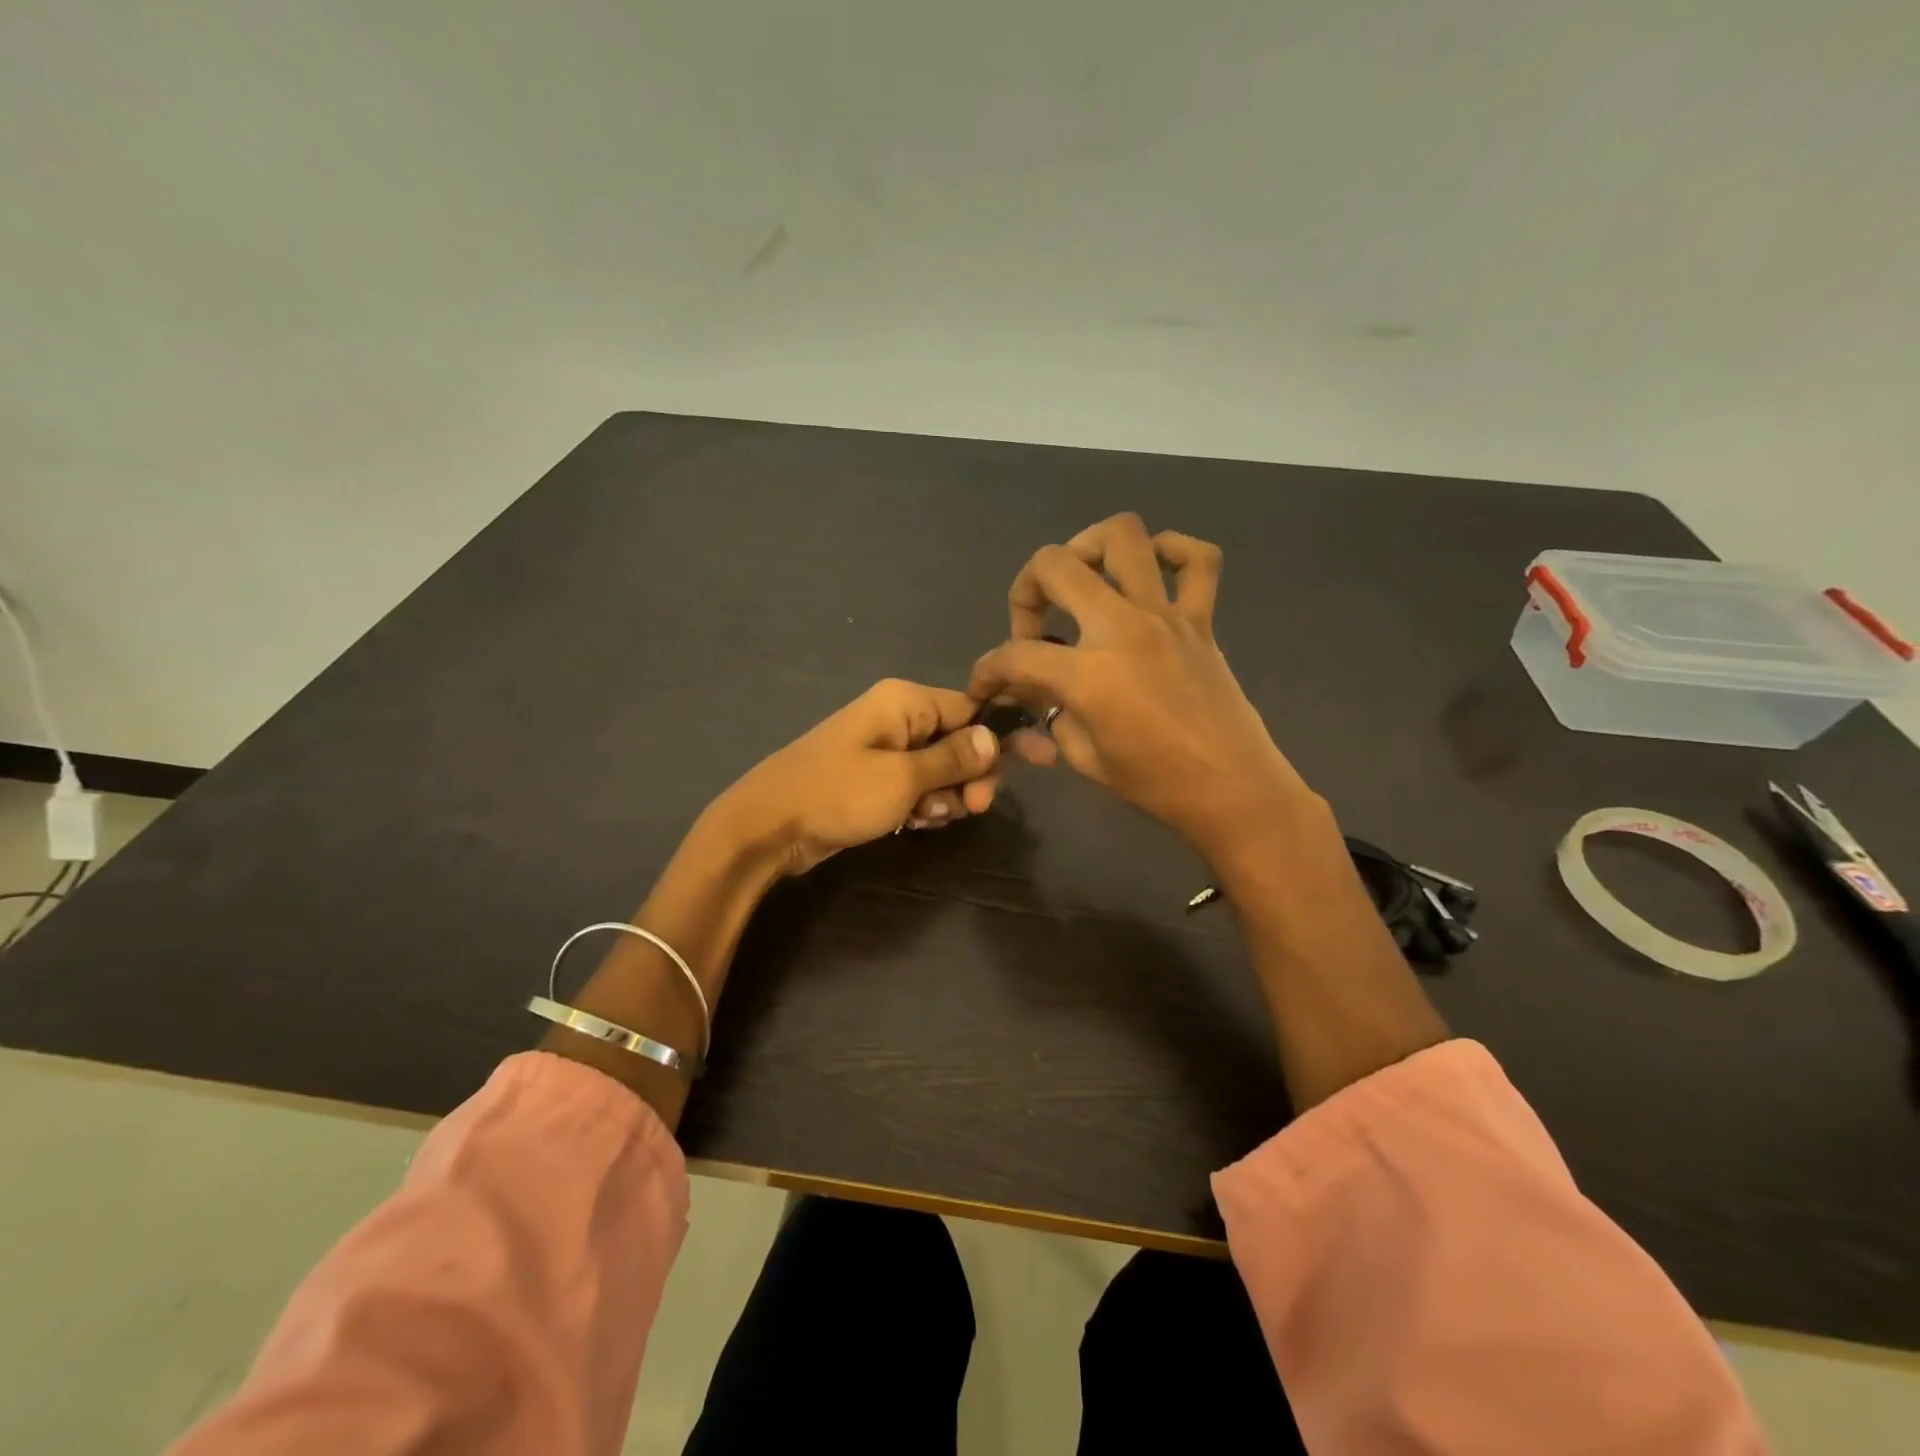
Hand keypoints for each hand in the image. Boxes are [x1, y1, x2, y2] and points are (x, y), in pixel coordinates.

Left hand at [710, 679, 1002, 875]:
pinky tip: (911, 824)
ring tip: (923, 817)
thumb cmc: (838, 793)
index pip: (972, 708)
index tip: (1039, 760)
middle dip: (970, 776)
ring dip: (945, 797)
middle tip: (970, 808)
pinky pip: (917, 787)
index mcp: (906, 702)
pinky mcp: (875, 780)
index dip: (1004, 736)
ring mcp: (885, 750)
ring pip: (941, 770)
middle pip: (960, 741)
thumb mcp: (903, 777)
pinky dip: (922, 806)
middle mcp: (899, 718)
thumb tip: (996, 737)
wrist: (768, 827)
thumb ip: (954, 758)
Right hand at [970, 513, 1319, 862]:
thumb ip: (1051, 712)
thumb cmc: (1156, 784)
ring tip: (1080, 580)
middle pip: (1054, 565)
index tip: (985, 686)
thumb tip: (1033, 689)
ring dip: (1088, 546)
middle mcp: (1122, 627)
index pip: (1014, 654)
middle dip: (1025, 590)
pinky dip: (1172, 551)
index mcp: (1088, 673)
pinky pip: (1197, 560)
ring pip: (1123, 536)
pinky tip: (1151, 571)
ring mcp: (1165, 615)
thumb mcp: (1083, 756)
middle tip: (1032, 627)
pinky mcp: (1201, 619)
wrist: (1233, 790)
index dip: (987, 670)